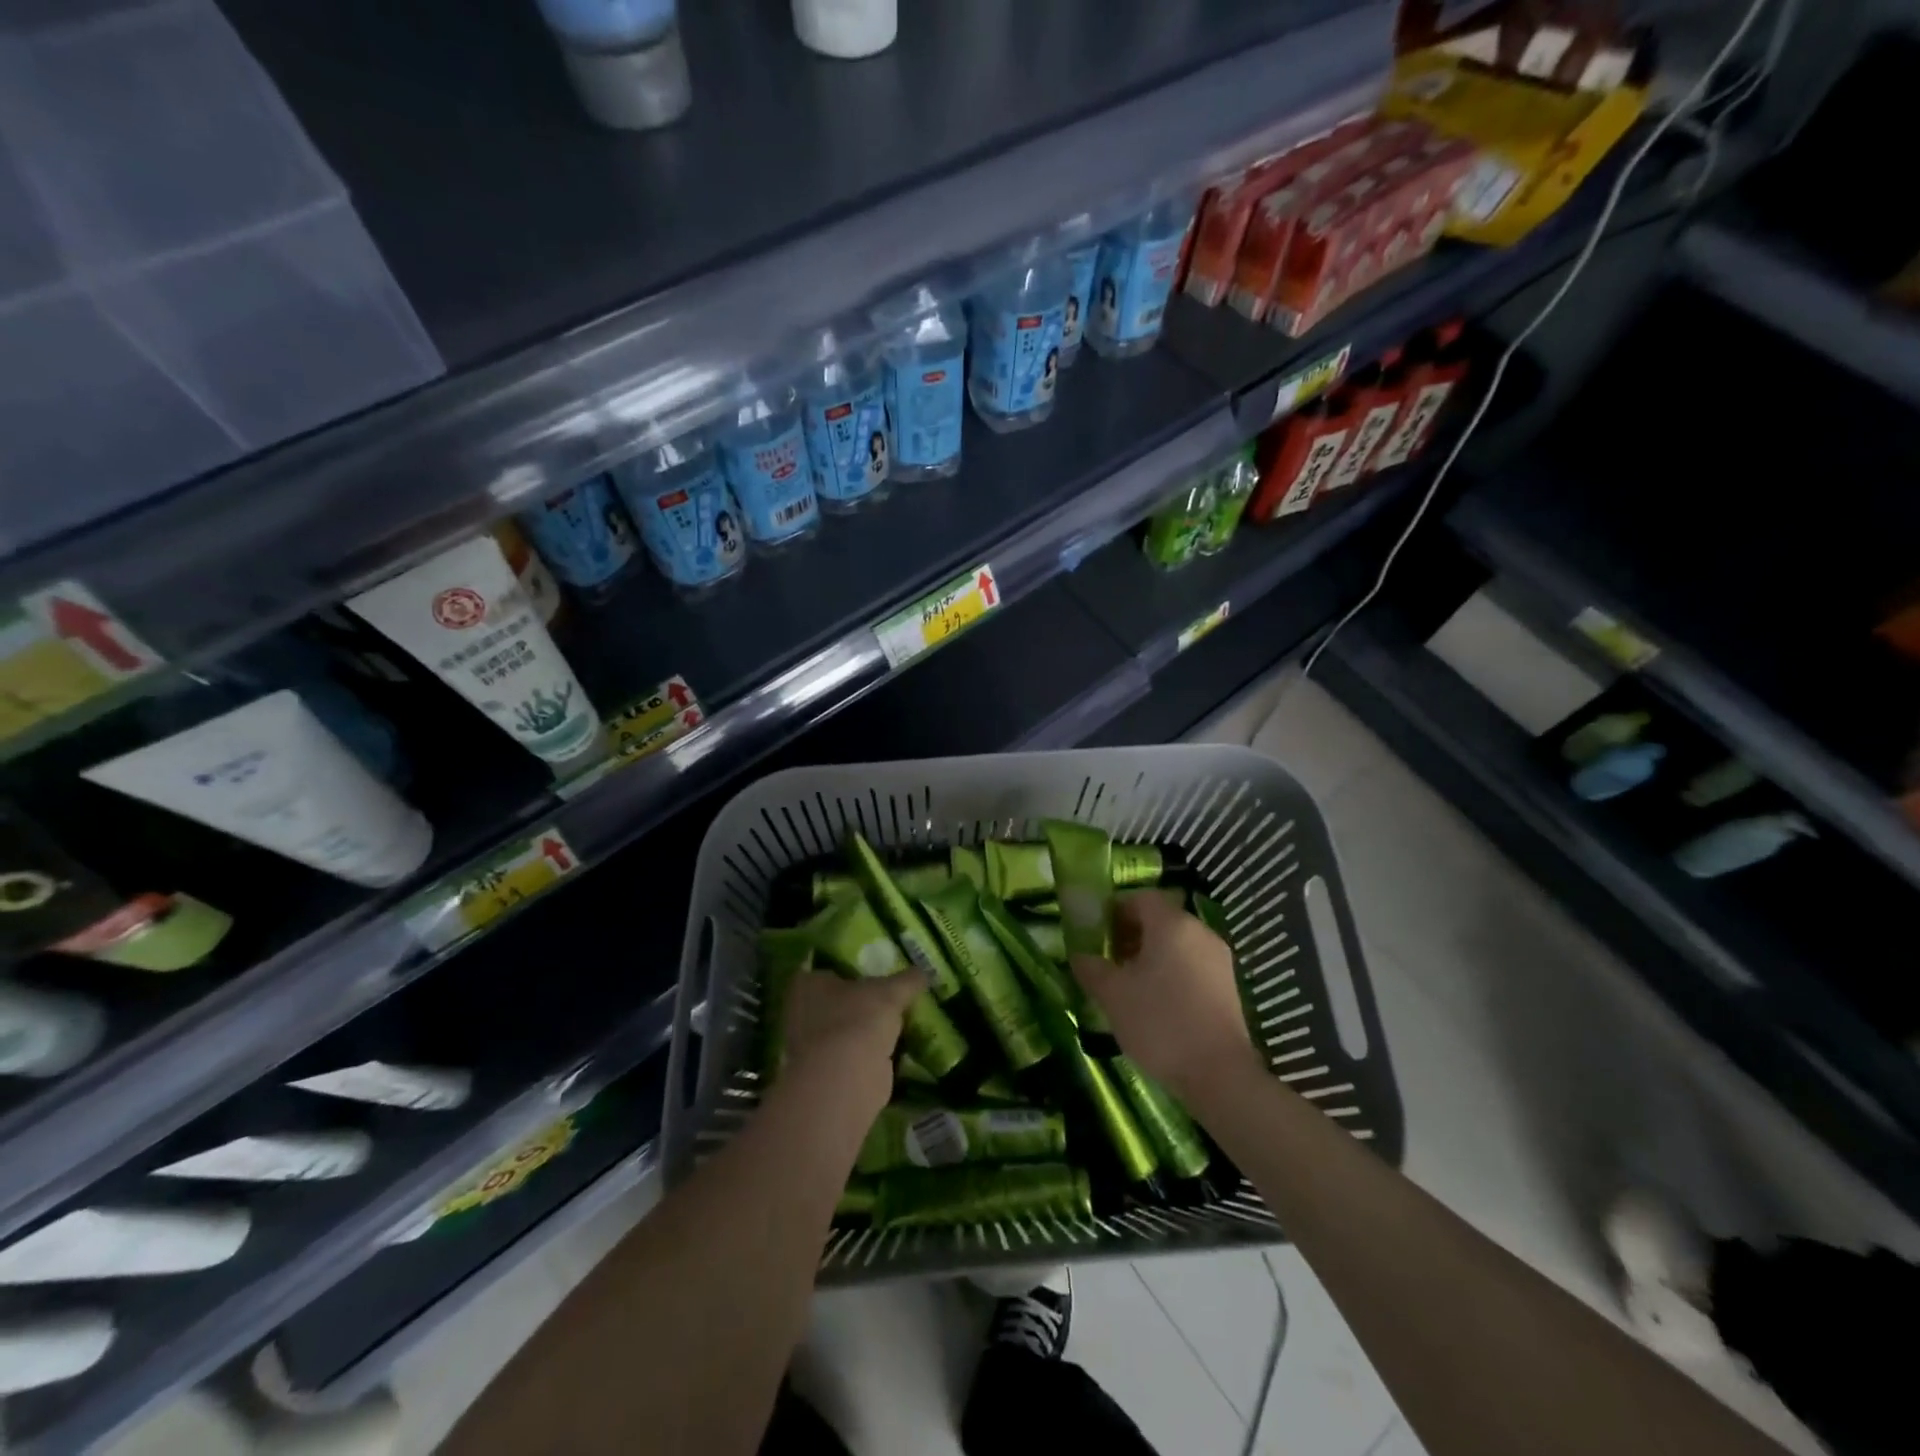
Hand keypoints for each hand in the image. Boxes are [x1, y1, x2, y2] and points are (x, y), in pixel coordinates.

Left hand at [780, 967, 925, 1116]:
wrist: (845, 1080)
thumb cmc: (858, 1019)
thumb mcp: (891, 992)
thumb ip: (908, 980)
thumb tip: (924, 971)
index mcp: (807, 983)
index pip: (828, 967)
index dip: (851, 965)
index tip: (875, 966)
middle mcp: (801, 1012)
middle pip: (837, 999)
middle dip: (861, 1000)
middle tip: (892, 993)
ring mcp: (812, 1046)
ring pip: (845, 1029)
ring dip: (866, 1029)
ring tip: (899, 1020)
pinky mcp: (827, 1073)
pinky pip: (853, 1055)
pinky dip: (870, 1054)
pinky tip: (894, 1049)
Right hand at [1071, 890, 1261, 1105]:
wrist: (1219, 1074)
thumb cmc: (1159, 1023)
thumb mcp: (1112, 994)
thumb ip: (1091, 967)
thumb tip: (1080, 955)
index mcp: (1171, 924)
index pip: (1140, 898)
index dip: (1115, 910)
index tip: (1096, 933)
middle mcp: (1199, 932)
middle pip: (1160, 918)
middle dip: (1131, 933)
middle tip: (1108, 959)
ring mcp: (1219, 958)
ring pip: (1177, 942)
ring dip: (1150, 954)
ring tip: (1128, 984)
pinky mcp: (1228, 985)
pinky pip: (1192, 963)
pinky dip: (1171, 971)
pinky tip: (1156, 1002)